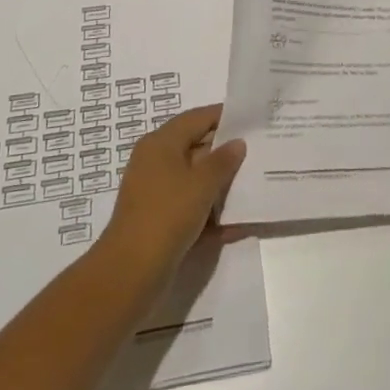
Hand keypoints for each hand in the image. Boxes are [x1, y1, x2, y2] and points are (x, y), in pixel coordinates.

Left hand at [103, 104, 244, 276]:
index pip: (197, 118)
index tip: (252, 120)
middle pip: (196, 148)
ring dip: (221, 186)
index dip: (224, 116)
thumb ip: (223, 161)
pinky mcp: (160, 221)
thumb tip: (237, 143)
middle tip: (258, 152)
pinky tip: (239, 224)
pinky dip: (211, 214)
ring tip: (254, 185)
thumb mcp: (202, 184)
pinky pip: (191, 208)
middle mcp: (156, 162)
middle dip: (226, 153)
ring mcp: (157, 193)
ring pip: (195, 181)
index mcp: (161, 143)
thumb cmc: (167, 215)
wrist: (131, 273)